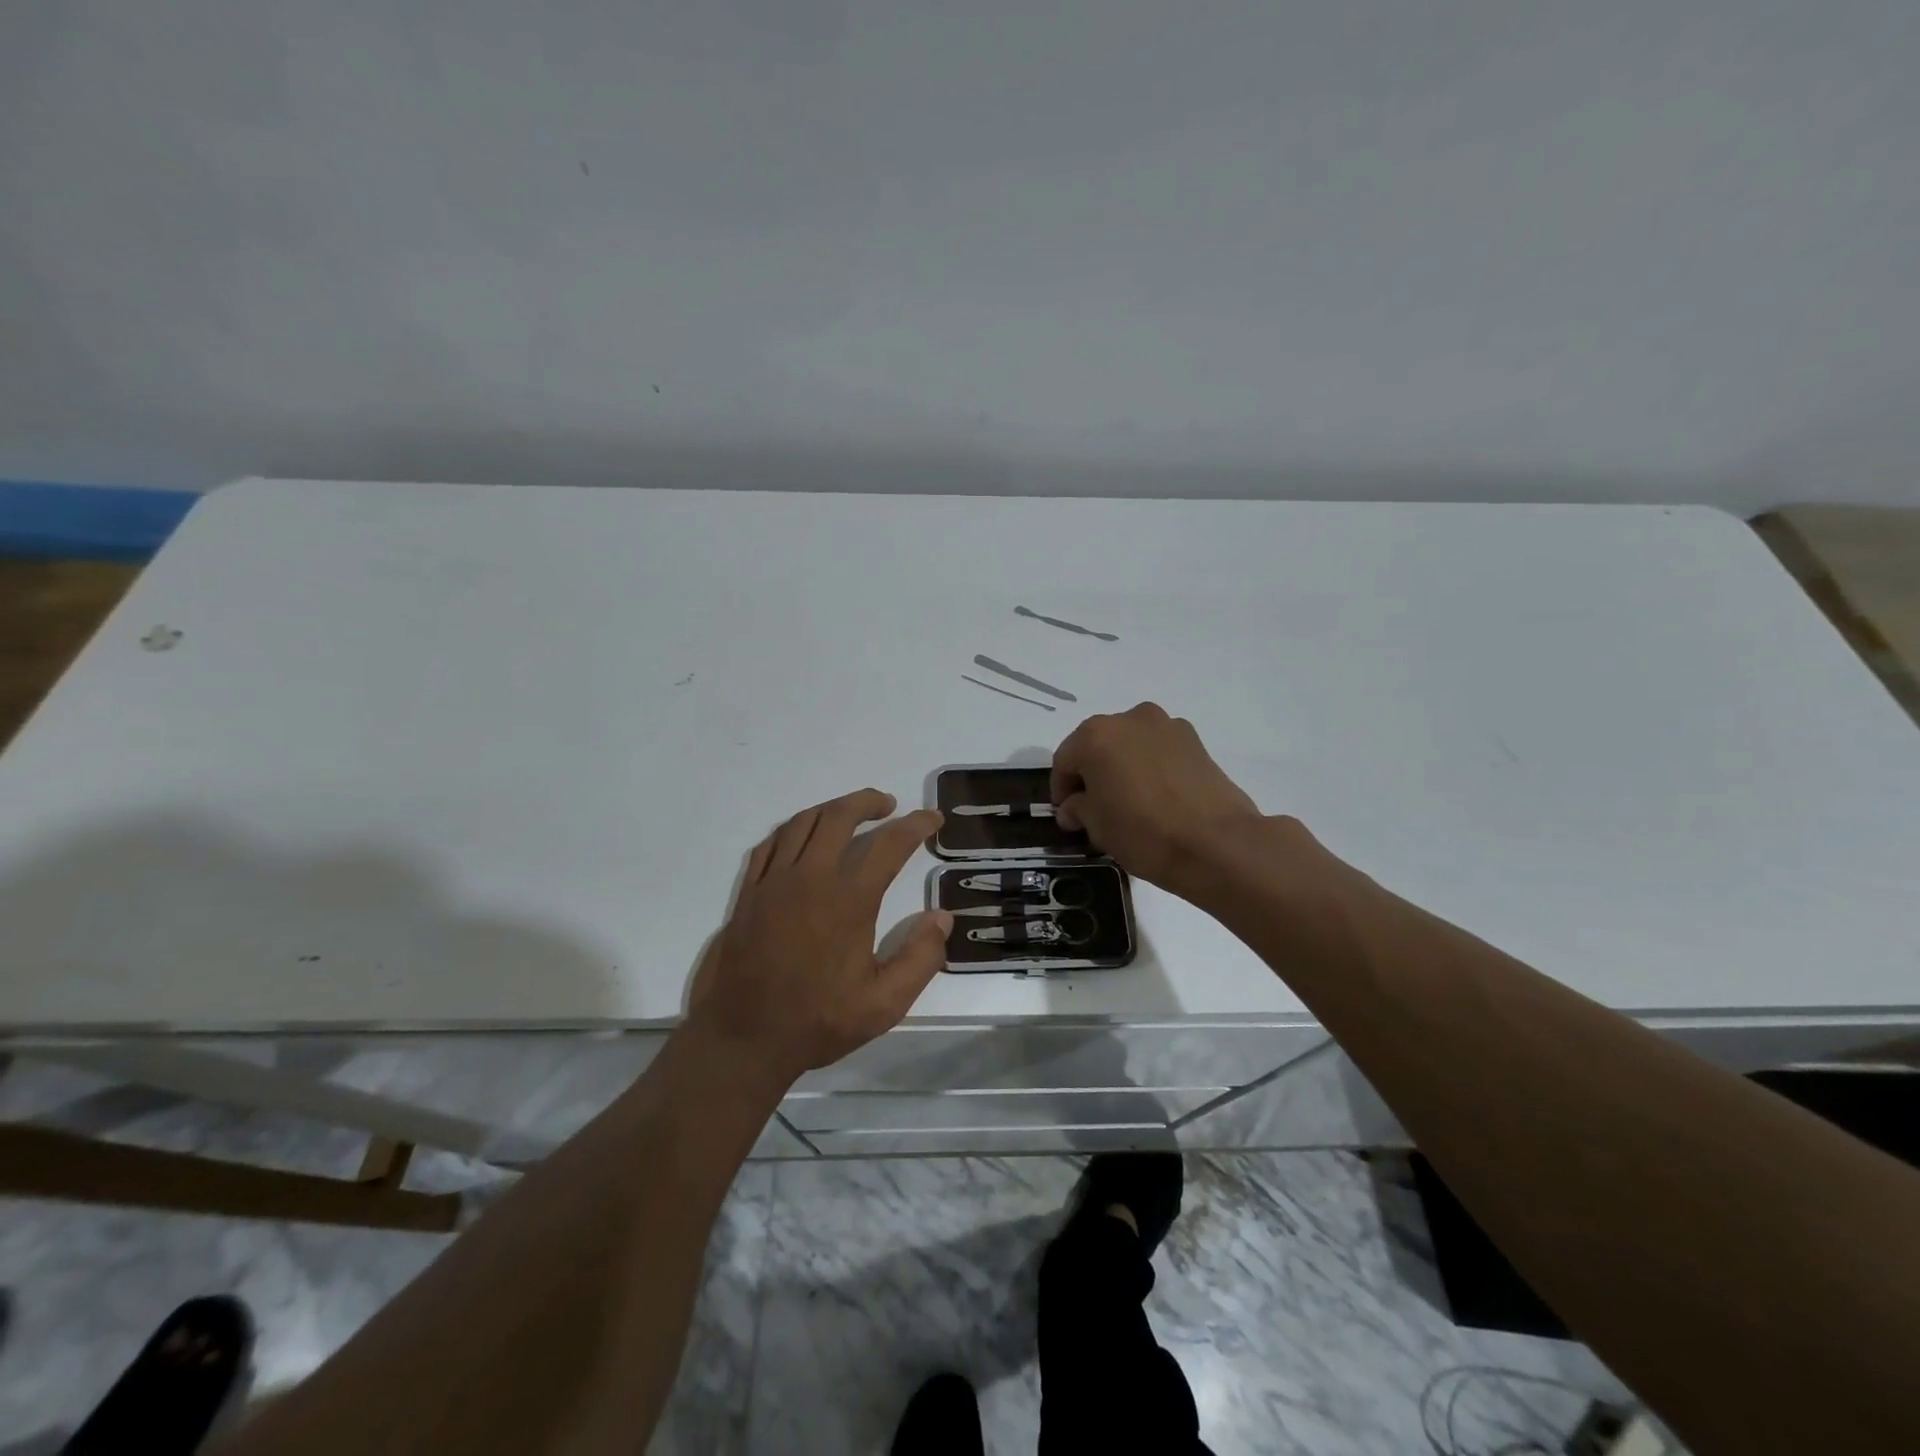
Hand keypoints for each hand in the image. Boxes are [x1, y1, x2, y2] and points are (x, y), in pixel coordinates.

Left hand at [685, 789, 950, 1088]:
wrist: (743, 1038)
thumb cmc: (817, 1021)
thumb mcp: (884, 1004)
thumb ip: (920, 958)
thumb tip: (942, 917)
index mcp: (848, 900)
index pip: (889, 844)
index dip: (916, 825)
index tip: (932, 818)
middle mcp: (810, 878)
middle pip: (839, 816)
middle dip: (868, 801)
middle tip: (888, 805)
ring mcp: (773, 882)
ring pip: (803, 823)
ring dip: (831, 809)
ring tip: (850, 813)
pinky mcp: (748, 892)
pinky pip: (771, 843)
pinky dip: (793, 829)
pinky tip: (803, 837)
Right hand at [1050, 703, 1263, 897]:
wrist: (1216, 843)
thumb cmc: (1143, 832)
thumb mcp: (1097, 826)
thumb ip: (1078, 809)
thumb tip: (1074, 807)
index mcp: (1096, 735)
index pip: (1065, 760)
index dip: (1061, 789)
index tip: (1066, 815)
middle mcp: (1130, 719)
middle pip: (1098, 745)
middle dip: (1092, 773)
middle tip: (1094, 807)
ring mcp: (1167, 726)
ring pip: (1131, 745)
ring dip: (1123, 767)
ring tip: (1129, 802)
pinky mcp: (1196, 741)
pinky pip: (1159, 752)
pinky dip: (1151, 768)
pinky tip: (1157, 798)